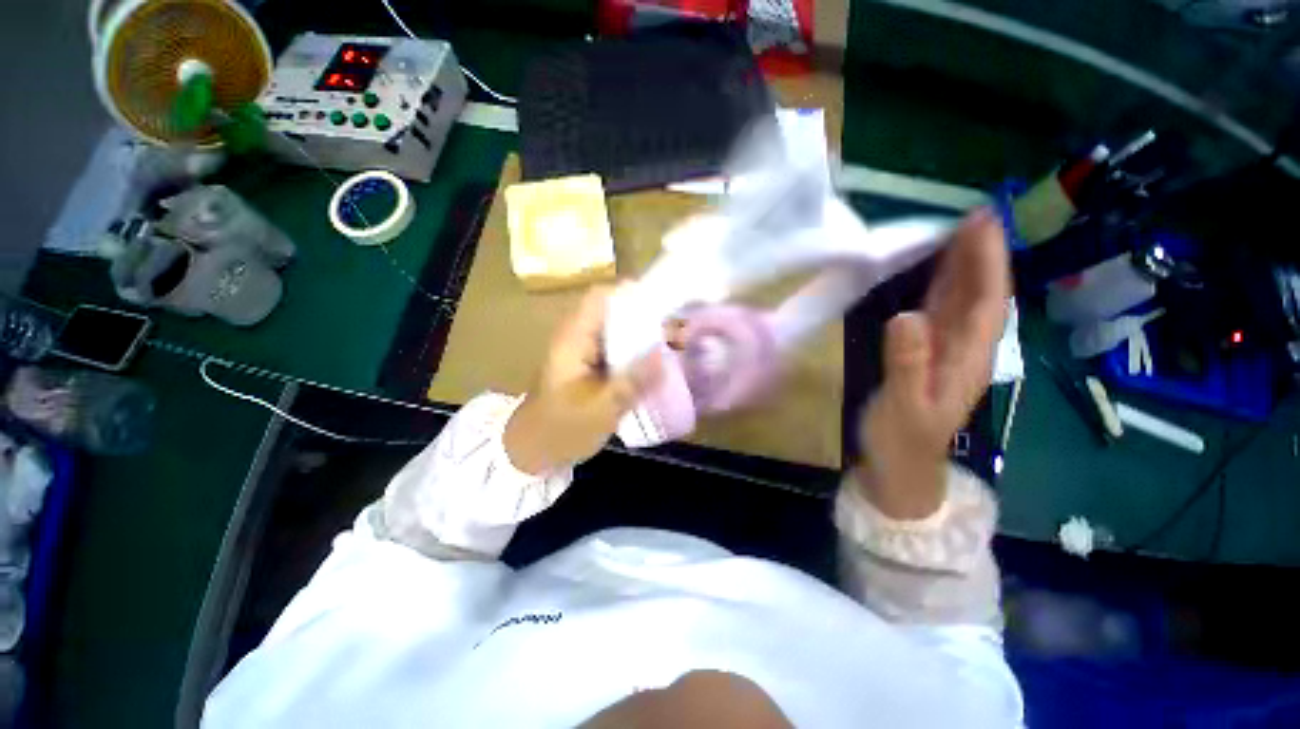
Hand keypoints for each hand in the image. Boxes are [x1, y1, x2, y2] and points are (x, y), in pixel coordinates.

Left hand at [504, 286, 660, 474]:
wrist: (533, 451)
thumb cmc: (561, 429)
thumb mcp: (601, 409)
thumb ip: (632, 381)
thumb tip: (662, 354)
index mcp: (574, 339)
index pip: (600, 297)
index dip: (631, 294)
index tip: (663, 306)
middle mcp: (578, 337)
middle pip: (613, 311)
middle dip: (646, 317)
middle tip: (675, 331)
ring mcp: (583, 351)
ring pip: (617, 330)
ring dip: (643, 336)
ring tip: (673, 345)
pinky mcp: (589, 365)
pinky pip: (616, 348)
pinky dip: (636, 352)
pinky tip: (655, 363)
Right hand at [856, 210, 1010, 518]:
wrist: (900, 468)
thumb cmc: (902, 441)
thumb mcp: (904, 406)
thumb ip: (907, 364)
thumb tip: (906, 316)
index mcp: (968, 359)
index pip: (987, 301)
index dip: (988, 261)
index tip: (983, 222)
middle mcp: (965, 349)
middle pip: (980, 295)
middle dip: (980, 255)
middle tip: (971, 215)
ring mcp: (946, 352)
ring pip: (962, 302)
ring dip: (962, 267)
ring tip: (954, 233)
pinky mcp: (927, 356)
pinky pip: (939, 315)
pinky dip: (938, 290)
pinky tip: (931, 275)